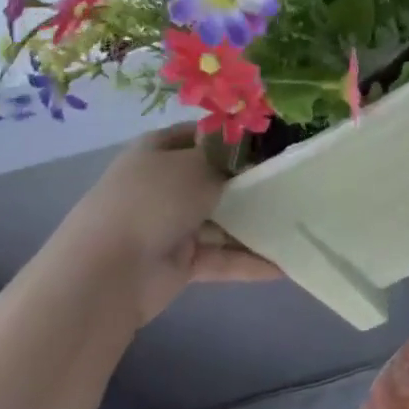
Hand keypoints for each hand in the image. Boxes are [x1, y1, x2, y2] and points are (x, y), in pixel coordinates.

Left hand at [59, 125, 279, 325]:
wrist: (108, 272)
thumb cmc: (153, 200)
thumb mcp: (196, 165)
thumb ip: (226, 161)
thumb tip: (245, 160)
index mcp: (158, 150)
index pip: (201, 136)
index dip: (234, 138)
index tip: (273, 142)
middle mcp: (164, 184)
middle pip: (215, 179)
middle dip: (250, 182)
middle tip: (294, 182)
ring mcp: (172, 224)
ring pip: (222, 220)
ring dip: (255, 224)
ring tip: (300, 221)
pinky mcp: (181, 262)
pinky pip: (221, 257)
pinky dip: (249, 261)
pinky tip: (285, 264)